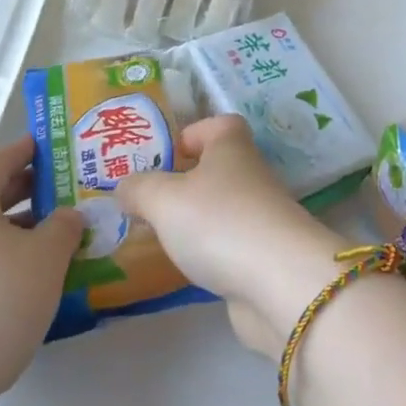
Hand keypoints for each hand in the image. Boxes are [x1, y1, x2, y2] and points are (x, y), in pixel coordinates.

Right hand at [115, 115, 347, 355]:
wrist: (280, 281)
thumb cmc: (219, 221)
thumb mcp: (164, 199)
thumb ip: (139, 189)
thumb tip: (125, 186)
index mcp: (232, 145)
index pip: (217, 125)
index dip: (190, 134)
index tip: (161, 159)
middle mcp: (250, 173)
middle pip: (217, 167)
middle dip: (184, 182)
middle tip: (146, 204)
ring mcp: (261, 215)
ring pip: (221, 208)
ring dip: (194, 220)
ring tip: (157, 238)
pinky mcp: (264, 255)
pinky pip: (229, 244)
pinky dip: (209, 253)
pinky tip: (185, 269)